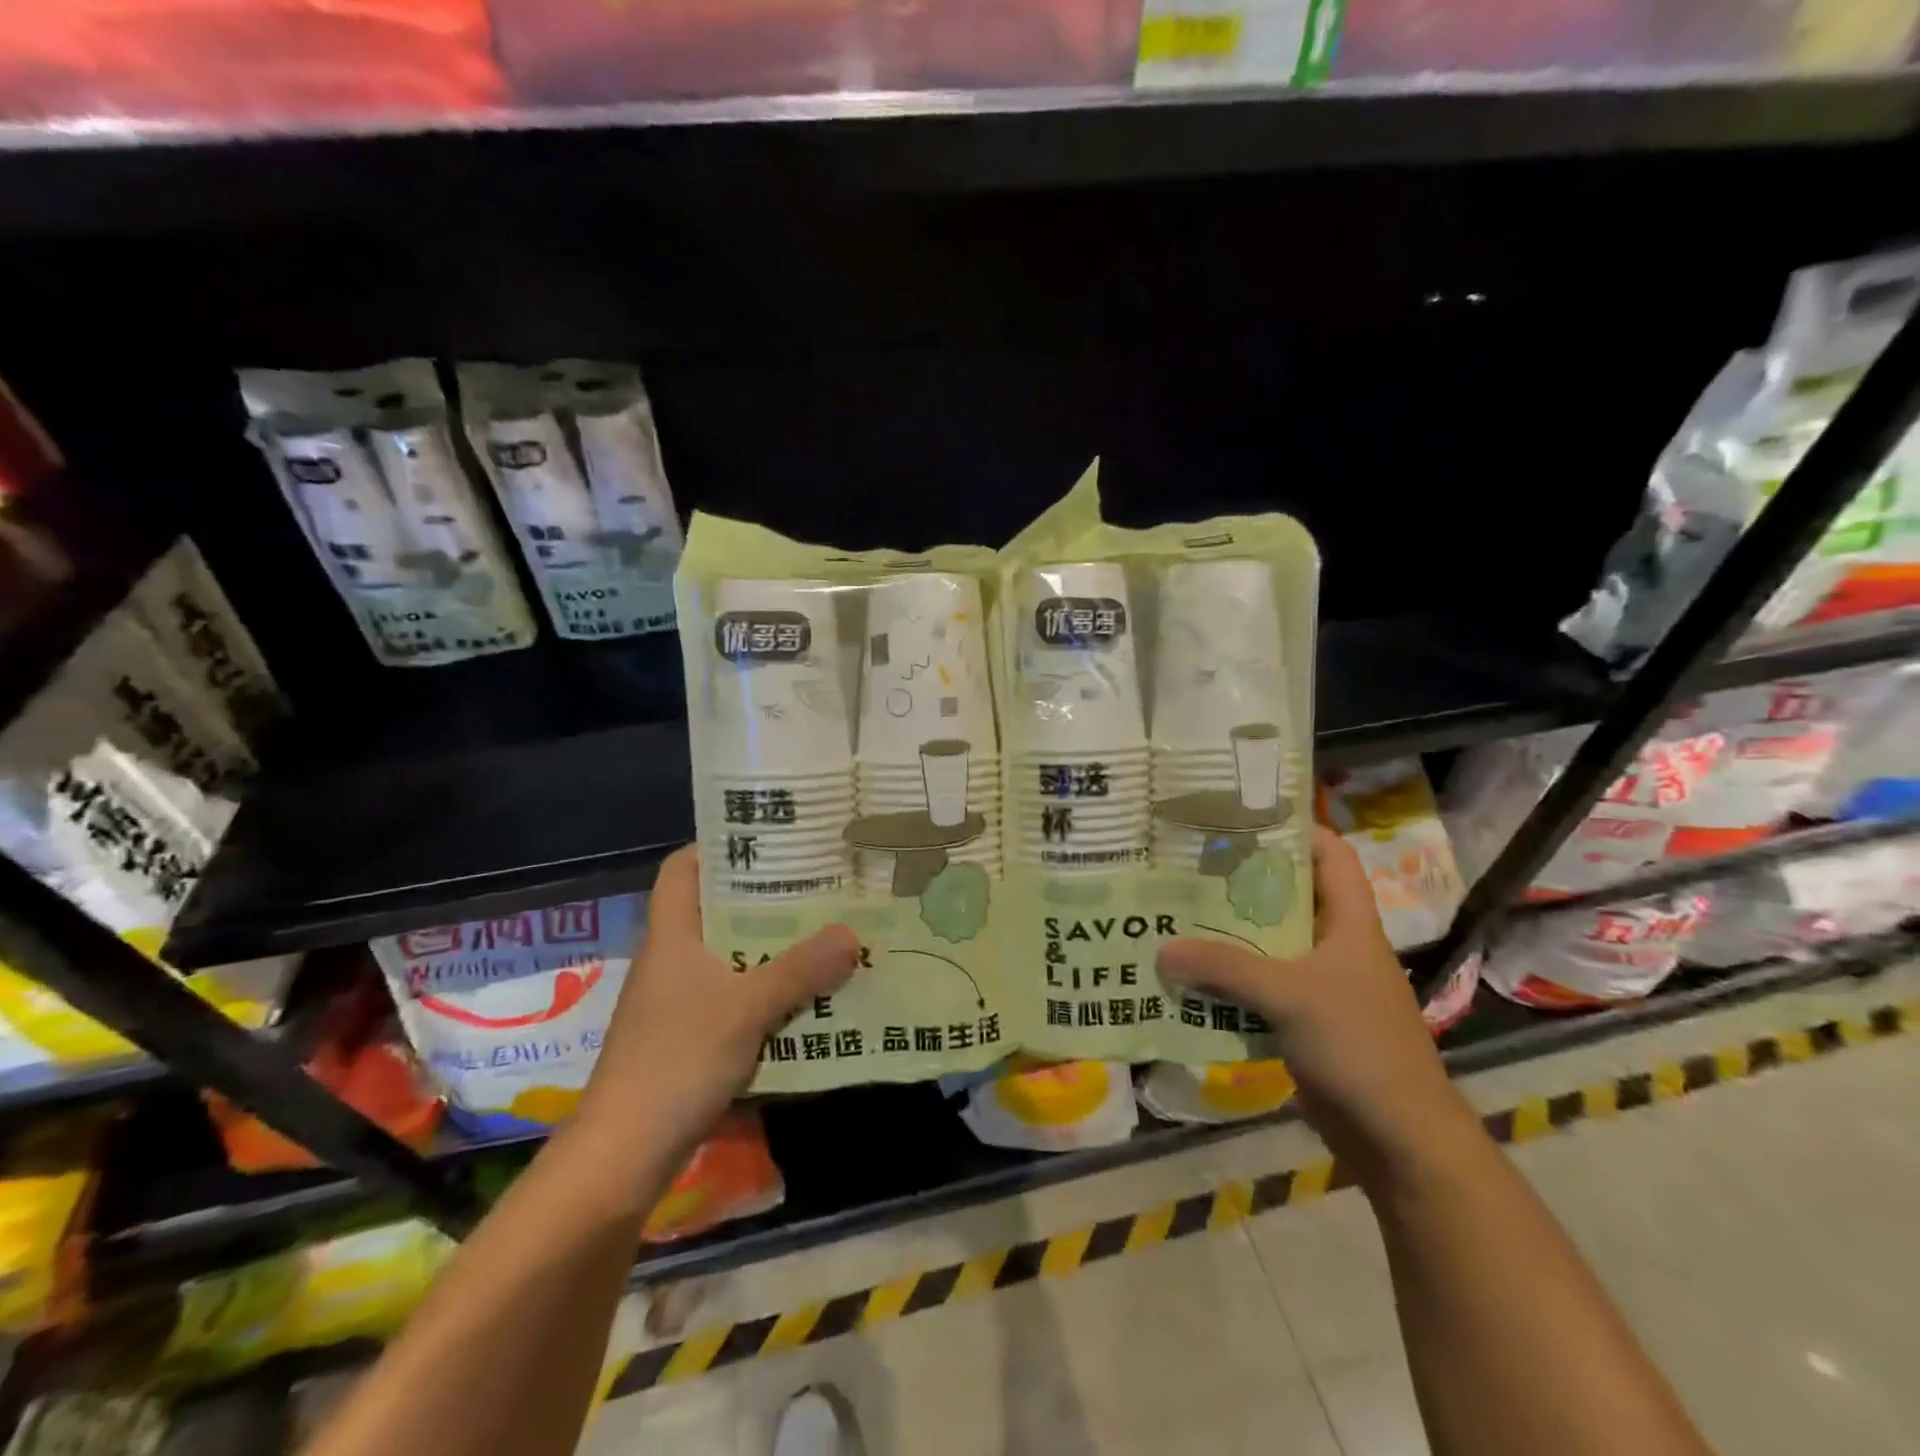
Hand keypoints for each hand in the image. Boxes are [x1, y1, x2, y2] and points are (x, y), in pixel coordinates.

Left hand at [577, 846, 859, 1166]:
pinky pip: (738, 1000)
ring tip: (828, 934)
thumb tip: (852, 933)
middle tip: (821, 885)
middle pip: (718, 911)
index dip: (719, 847)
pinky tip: (810, 998)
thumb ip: (800, 970)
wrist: (623, 1157)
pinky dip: (770, 994)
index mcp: (672, 936)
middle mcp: (674, 961)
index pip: (683, 869)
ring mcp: (680, 1003)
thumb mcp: (746, 1009)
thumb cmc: (676, 1061)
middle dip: (768, 900)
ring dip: (776, 950)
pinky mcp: (692, 1039)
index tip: (771, 840)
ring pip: (733, 958)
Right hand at [1156, 826, 1472, 1188]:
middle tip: (1189, 867)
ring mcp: (1321, 984)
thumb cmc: (1359, 1046)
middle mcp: (1336, 945)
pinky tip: (1191, 977)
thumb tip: (1162, 949)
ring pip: (1270, 943)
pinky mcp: (1305, 1020)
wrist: (1399, 1137)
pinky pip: (1260, 986)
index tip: (1241, 821)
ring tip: (1178, 915)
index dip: (1295, 831)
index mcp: (1350, 922)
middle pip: (1289, 897)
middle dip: (1242, 882)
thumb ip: (1224, 968)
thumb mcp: (1289, 995)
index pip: (1331, 856)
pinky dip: (1229, 979)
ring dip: (1229, 935)